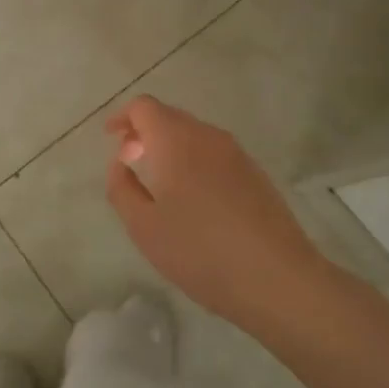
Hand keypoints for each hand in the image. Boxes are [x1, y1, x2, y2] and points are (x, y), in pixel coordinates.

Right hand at [104, 95, 331, 336]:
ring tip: (159, 181)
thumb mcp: (143, 226)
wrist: (278, 280)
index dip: (122, 118)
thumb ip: (121, 188)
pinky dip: (194, 161)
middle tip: (129, 161)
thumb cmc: (200, 251)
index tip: (110, 139)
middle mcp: (207, 136)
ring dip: (170, 147)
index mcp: (175, 140)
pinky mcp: (256, 174)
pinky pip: (214, 154)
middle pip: (170, 116)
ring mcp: (237, 154)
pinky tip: (194, 198)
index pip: (144, 107)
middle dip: (145, 132)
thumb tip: (119, 163)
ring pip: (194, 135)